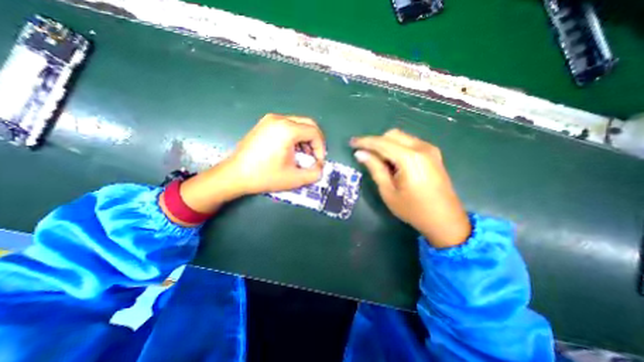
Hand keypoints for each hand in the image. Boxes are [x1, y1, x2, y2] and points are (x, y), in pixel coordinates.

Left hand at [226, 115, 327, 194]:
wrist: (234, 175)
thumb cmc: (264, 176)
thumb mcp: (294, 179)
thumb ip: (314, 174)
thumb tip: (320, 168)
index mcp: (287, 129)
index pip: (314, 132)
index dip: (321, 148)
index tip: (318, 162)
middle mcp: (279, 119)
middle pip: (308, 124)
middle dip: (315, 141)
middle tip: (314, 156)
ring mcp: (270, 120)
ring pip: (298, 124)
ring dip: (305, 139)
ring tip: (302, 155)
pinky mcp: (264, 124)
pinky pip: (287, 126)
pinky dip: (295, 137)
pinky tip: (291, 151)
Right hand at [351, 129, 471, 247]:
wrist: (445, 220)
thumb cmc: (413, 209)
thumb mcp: (388, 191)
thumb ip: (375, 168)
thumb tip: (360, 153)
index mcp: (410, 158)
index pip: (382, 143)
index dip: (364, 142)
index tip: (351, 143)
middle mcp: (422, 148)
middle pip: (392, 135)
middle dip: (375, 142)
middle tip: (364, 154)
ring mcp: (429, 149)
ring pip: (401, 137)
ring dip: (386, 144)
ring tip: (377, 160)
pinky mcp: (432, 154)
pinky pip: (409, 143)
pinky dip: (396, 147)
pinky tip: (392, 161)